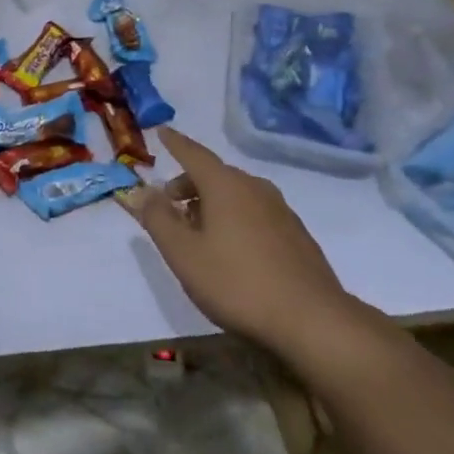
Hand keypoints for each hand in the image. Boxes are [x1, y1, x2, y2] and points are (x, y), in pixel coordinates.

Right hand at [123, 127, 365, 360]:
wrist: (313, 321)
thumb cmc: (237, 283)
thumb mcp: (183, 254)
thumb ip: (157, 218)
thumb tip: (139, 190)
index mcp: (225, 185)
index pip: (193, 153)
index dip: (175, 143)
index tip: (162, 131)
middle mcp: (255, 188)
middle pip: (215, 174)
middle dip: (189, 183)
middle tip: (170, 205)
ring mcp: (281, 211)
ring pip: (237, 194)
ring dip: (212, 203)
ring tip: (198, 231)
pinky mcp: (297, 235)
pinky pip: (255, 213)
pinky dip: (235, 217)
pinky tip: (232, 250)